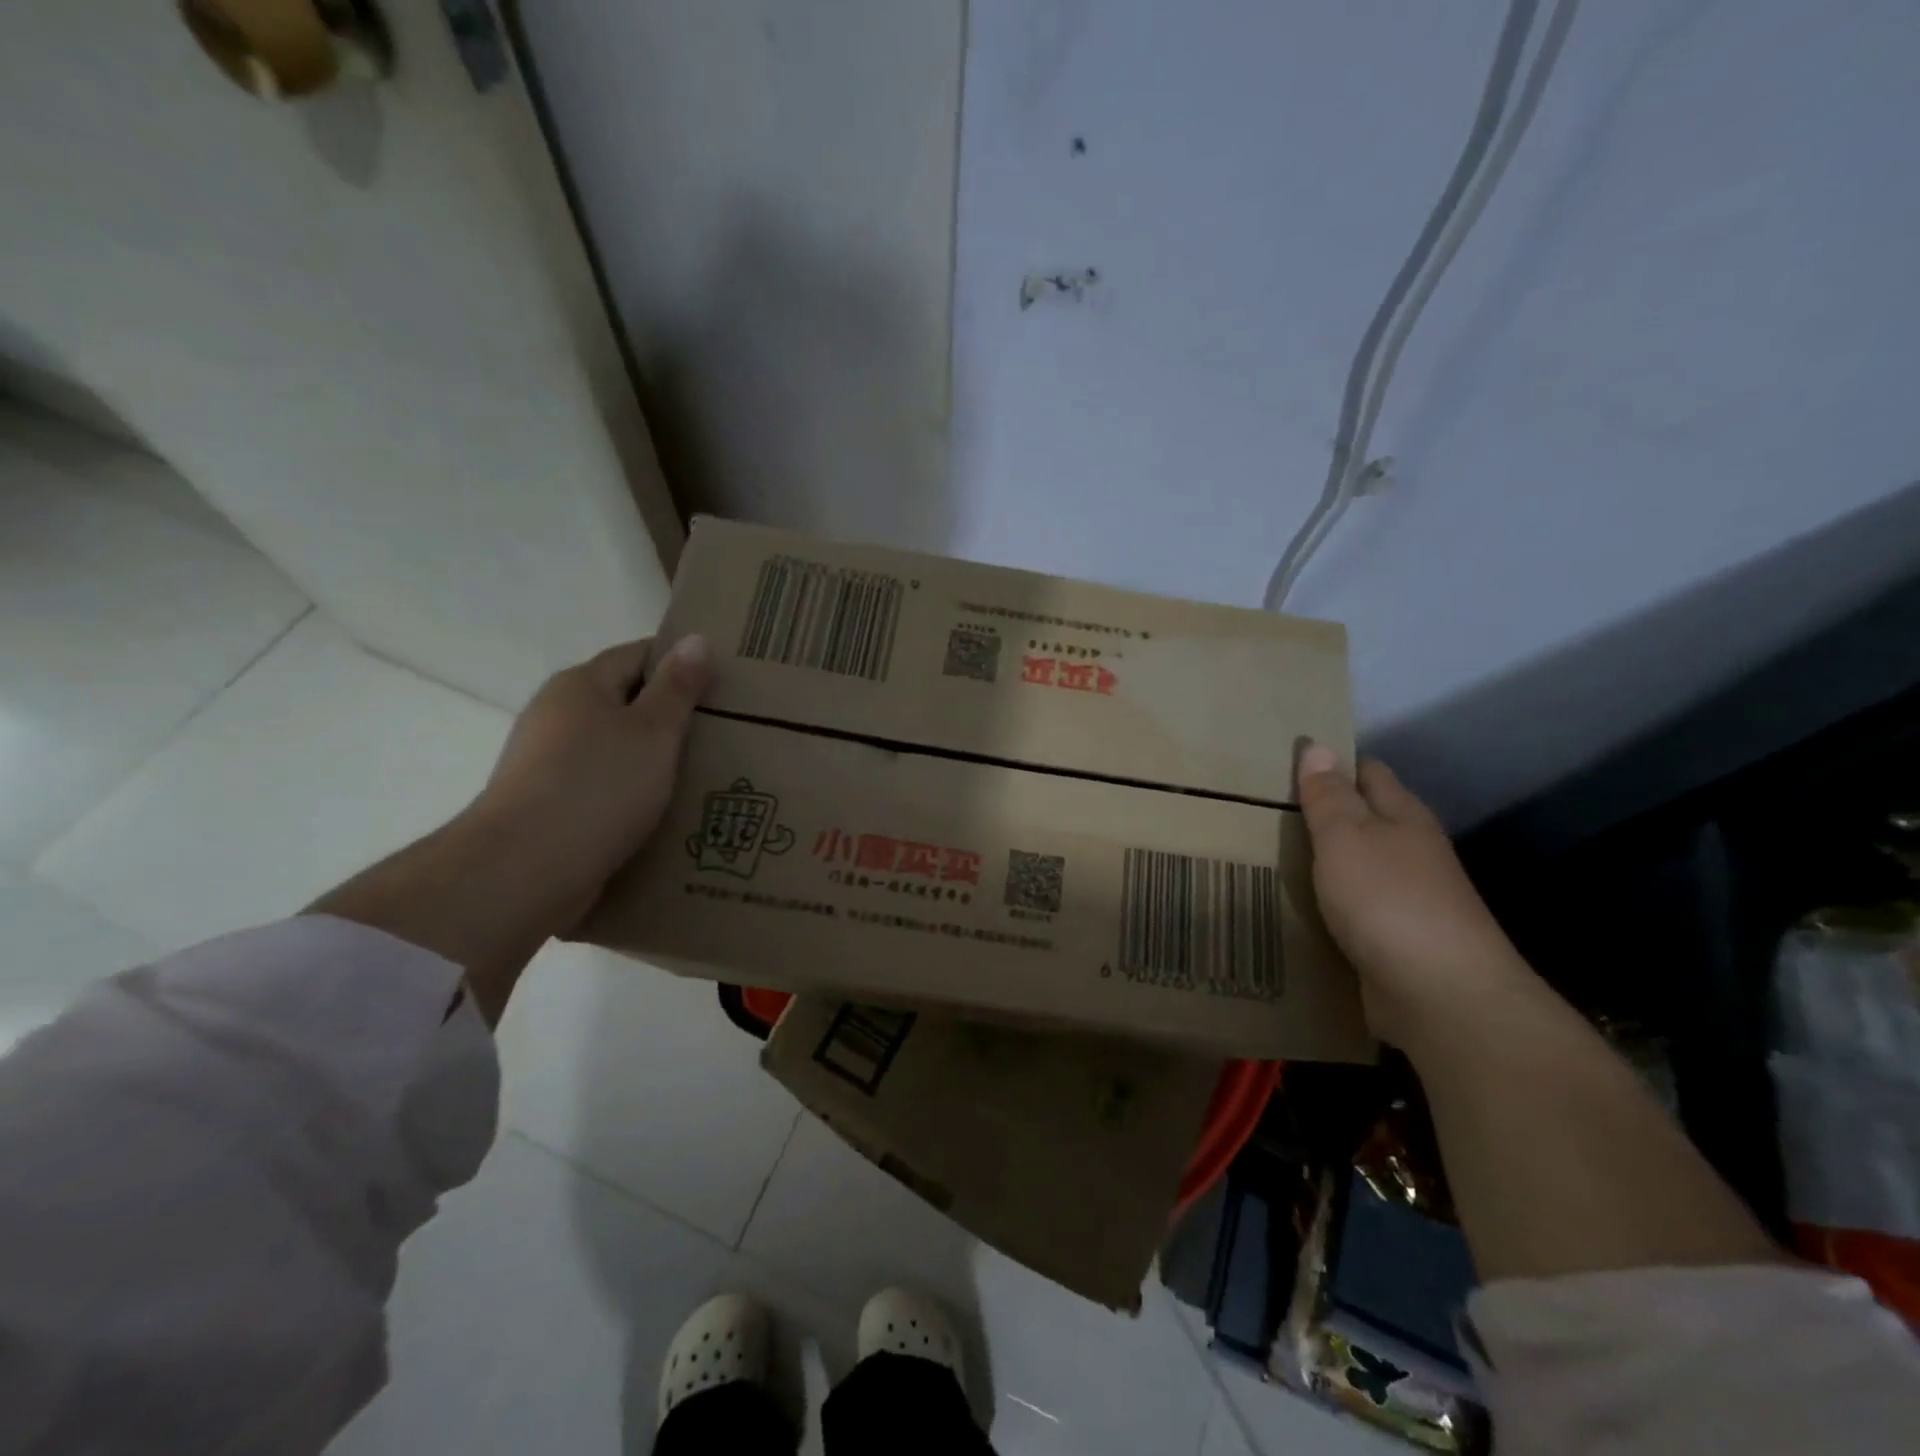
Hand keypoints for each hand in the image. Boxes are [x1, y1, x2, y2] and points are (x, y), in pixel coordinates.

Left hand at [476, 635, 713, 924]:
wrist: (525, 870)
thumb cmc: (599, 786)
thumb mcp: (654, 731)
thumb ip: (677, 687)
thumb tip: (696, 638)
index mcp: (580, 685)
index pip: (637, 655)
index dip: (679, 663)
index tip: (722, 683)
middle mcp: (556, 715)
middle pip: (623, 701)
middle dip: (668, 715)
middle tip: (721, 732)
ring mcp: (545, 762)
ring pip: (612, 747)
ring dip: (650, 757)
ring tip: (699, 774)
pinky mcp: (545, 806)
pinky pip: (600, 785)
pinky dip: (630, 791)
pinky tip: (660, 811)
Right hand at [1295, 743, 1535, 1049]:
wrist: (1441, 996)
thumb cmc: (1388, 901)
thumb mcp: (1347, 837)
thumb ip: (1329, 796)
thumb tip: (1318, 746)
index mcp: (1402, 816)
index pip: (1367, 772)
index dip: (1331, 763)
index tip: (1283, 764)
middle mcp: (1409, 852)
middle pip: (1362, 820)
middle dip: (1318, 813)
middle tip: (1259, 810)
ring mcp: (1406, 898)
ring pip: (1354, 866)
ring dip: (1319, 862)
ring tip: (1265, 855)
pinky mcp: (1394, 940)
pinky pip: (1350, 909)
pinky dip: (1324, 903)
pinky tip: (1292, 905)